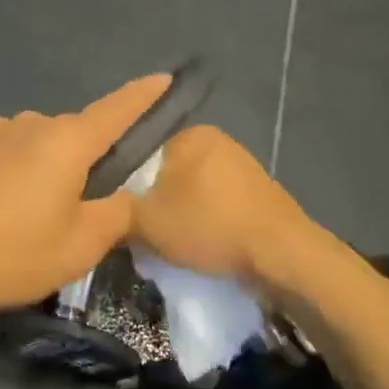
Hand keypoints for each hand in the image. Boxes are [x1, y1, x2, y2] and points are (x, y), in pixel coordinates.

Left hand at [0, 74, 172, 317]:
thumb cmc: (8, 253)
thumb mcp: (78, 247)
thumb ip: (116, 214)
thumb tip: (126, 195)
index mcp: (66, 141)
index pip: (117, 109)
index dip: (145, 95)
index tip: (165, 77)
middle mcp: (31, 123)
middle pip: (75, 135)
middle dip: (86, 162)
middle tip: (82, 209)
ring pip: (38, 146)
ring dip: (46, 170)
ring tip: (32, 218)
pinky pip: (6, 153)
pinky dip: (14, 173)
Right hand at [130, 126, 310, 293]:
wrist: (281, 254)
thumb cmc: (209, 226)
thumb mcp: (146, 222)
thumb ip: (119, 211)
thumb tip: (107, 210)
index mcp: (189, 134)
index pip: (141, 152)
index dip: (127, 185)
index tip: (122, 213)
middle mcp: (217, 140)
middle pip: (168, 172)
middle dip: (155, 200)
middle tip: (143, 232)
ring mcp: (241, 165)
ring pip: (193, 190)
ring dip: (182, 214)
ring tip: (171, 244)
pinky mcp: (258, 192)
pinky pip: (217, 204)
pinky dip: (206, 221)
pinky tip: (202, 245)